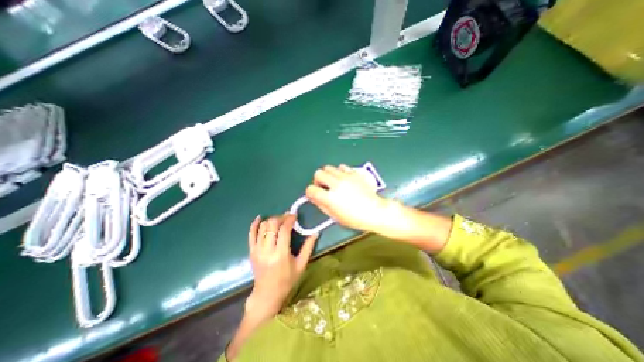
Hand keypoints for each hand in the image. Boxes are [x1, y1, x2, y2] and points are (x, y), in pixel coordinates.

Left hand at [246, 213, 317, 320]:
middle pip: (272, 225)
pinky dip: (254, 224)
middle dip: (280, 217)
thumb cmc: (287, 280)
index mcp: (281, 254)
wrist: (267, 295)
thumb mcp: (301, 265)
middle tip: (287, 218)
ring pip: (262, 227)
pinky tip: (260, 218)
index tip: (294, 215)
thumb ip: (308, 247)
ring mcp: (257, 250)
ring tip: (279, 220)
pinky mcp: (251, 251)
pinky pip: (251, 234)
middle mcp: (267, 250)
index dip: (289, 219)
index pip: (284, 230)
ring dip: (271, 220)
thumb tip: (316, 233)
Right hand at [305, 166, 388, 232]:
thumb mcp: (335, 216)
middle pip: (318, 173)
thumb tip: (314, 197)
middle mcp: (336, 184)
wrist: (375, 211)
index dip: (310, 192)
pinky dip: (339, 172)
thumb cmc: (355, 218)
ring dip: (328, 175)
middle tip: (323, 187)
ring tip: (333, 182)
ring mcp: (346, 177)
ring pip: (328, 167)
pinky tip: (343, 179)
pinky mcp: (354, 173)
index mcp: (330, 198)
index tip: (314, 195)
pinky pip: (341, 167)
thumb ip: (321, 205)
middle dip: (318, 180)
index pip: (311, 189)